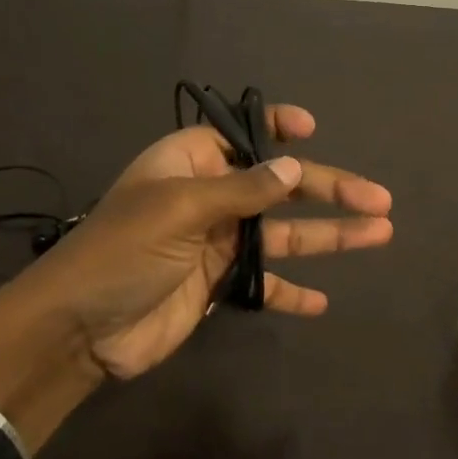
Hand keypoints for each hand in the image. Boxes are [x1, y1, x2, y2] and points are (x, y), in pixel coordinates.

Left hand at [0, 105, 393, 453]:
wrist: (77, 331)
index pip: (241, 133)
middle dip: (331, 191)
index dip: (278, 127)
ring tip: (380, 234)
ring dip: (330, 236)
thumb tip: (296, 168)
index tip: (313, 130)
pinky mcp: (219, 285)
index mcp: (192, 163)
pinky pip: (265, 282)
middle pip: (281, 187)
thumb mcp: (181, 208)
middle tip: (380, 200)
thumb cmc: (123, 251)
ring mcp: (219, 242)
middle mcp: (211, 196)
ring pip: (285, 233)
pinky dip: (291, 291)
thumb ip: (243, 190)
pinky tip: (322, 302)